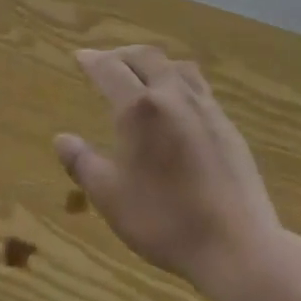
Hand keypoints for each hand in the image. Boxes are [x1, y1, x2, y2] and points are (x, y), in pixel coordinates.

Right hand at [56, 46, 282, 294]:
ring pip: (176, 67)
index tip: (79, 56)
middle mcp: (172, 96)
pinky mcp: (227, 125)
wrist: (238, 246)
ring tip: (142, 75)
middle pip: (145, 57)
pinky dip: (177, 81)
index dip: (91, 59)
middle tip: (106, 62)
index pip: (110, 68)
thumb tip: (61, 138)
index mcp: (140, 108)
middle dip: (121, 54)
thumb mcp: (110, 196)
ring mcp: (205, 108)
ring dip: (152, 63)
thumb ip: (82, 163)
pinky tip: (176, 105)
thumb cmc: (165, 220)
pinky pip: (198, 86)